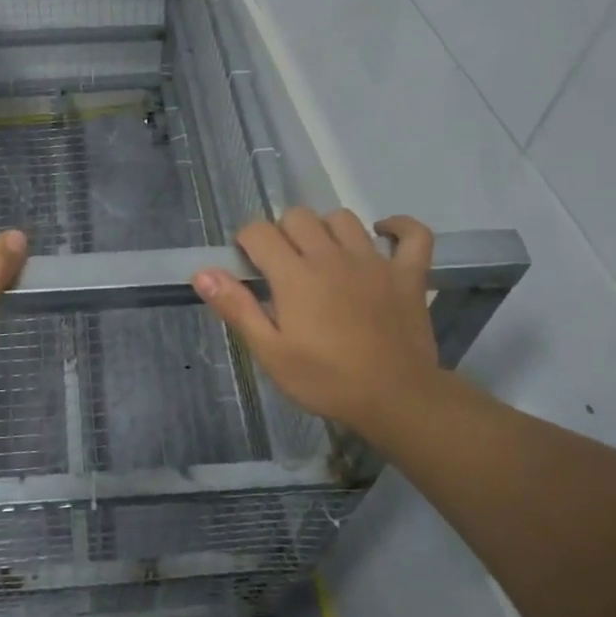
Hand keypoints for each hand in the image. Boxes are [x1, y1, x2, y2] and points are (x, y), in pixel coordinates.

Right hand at [193, 208, 442, 438]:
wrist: (396, 399)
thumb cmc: (326, 380)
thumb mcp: (271, 353)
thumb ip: (237, 308)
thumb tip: (202, 272)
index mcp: (295, 275)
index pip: (259, 231)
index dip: (247, 241)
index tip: (248, 265)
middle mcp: (331, 256)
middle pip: (298, 216)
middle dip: (282, 233)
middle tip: (283, 266)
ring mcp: (374, 261)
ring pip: (343, 218)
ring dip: (327, 228)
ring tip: (322, 255)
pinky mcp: (408, 274)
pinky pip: (413, 234)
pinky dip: (399, 228)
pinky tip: (383, 235)